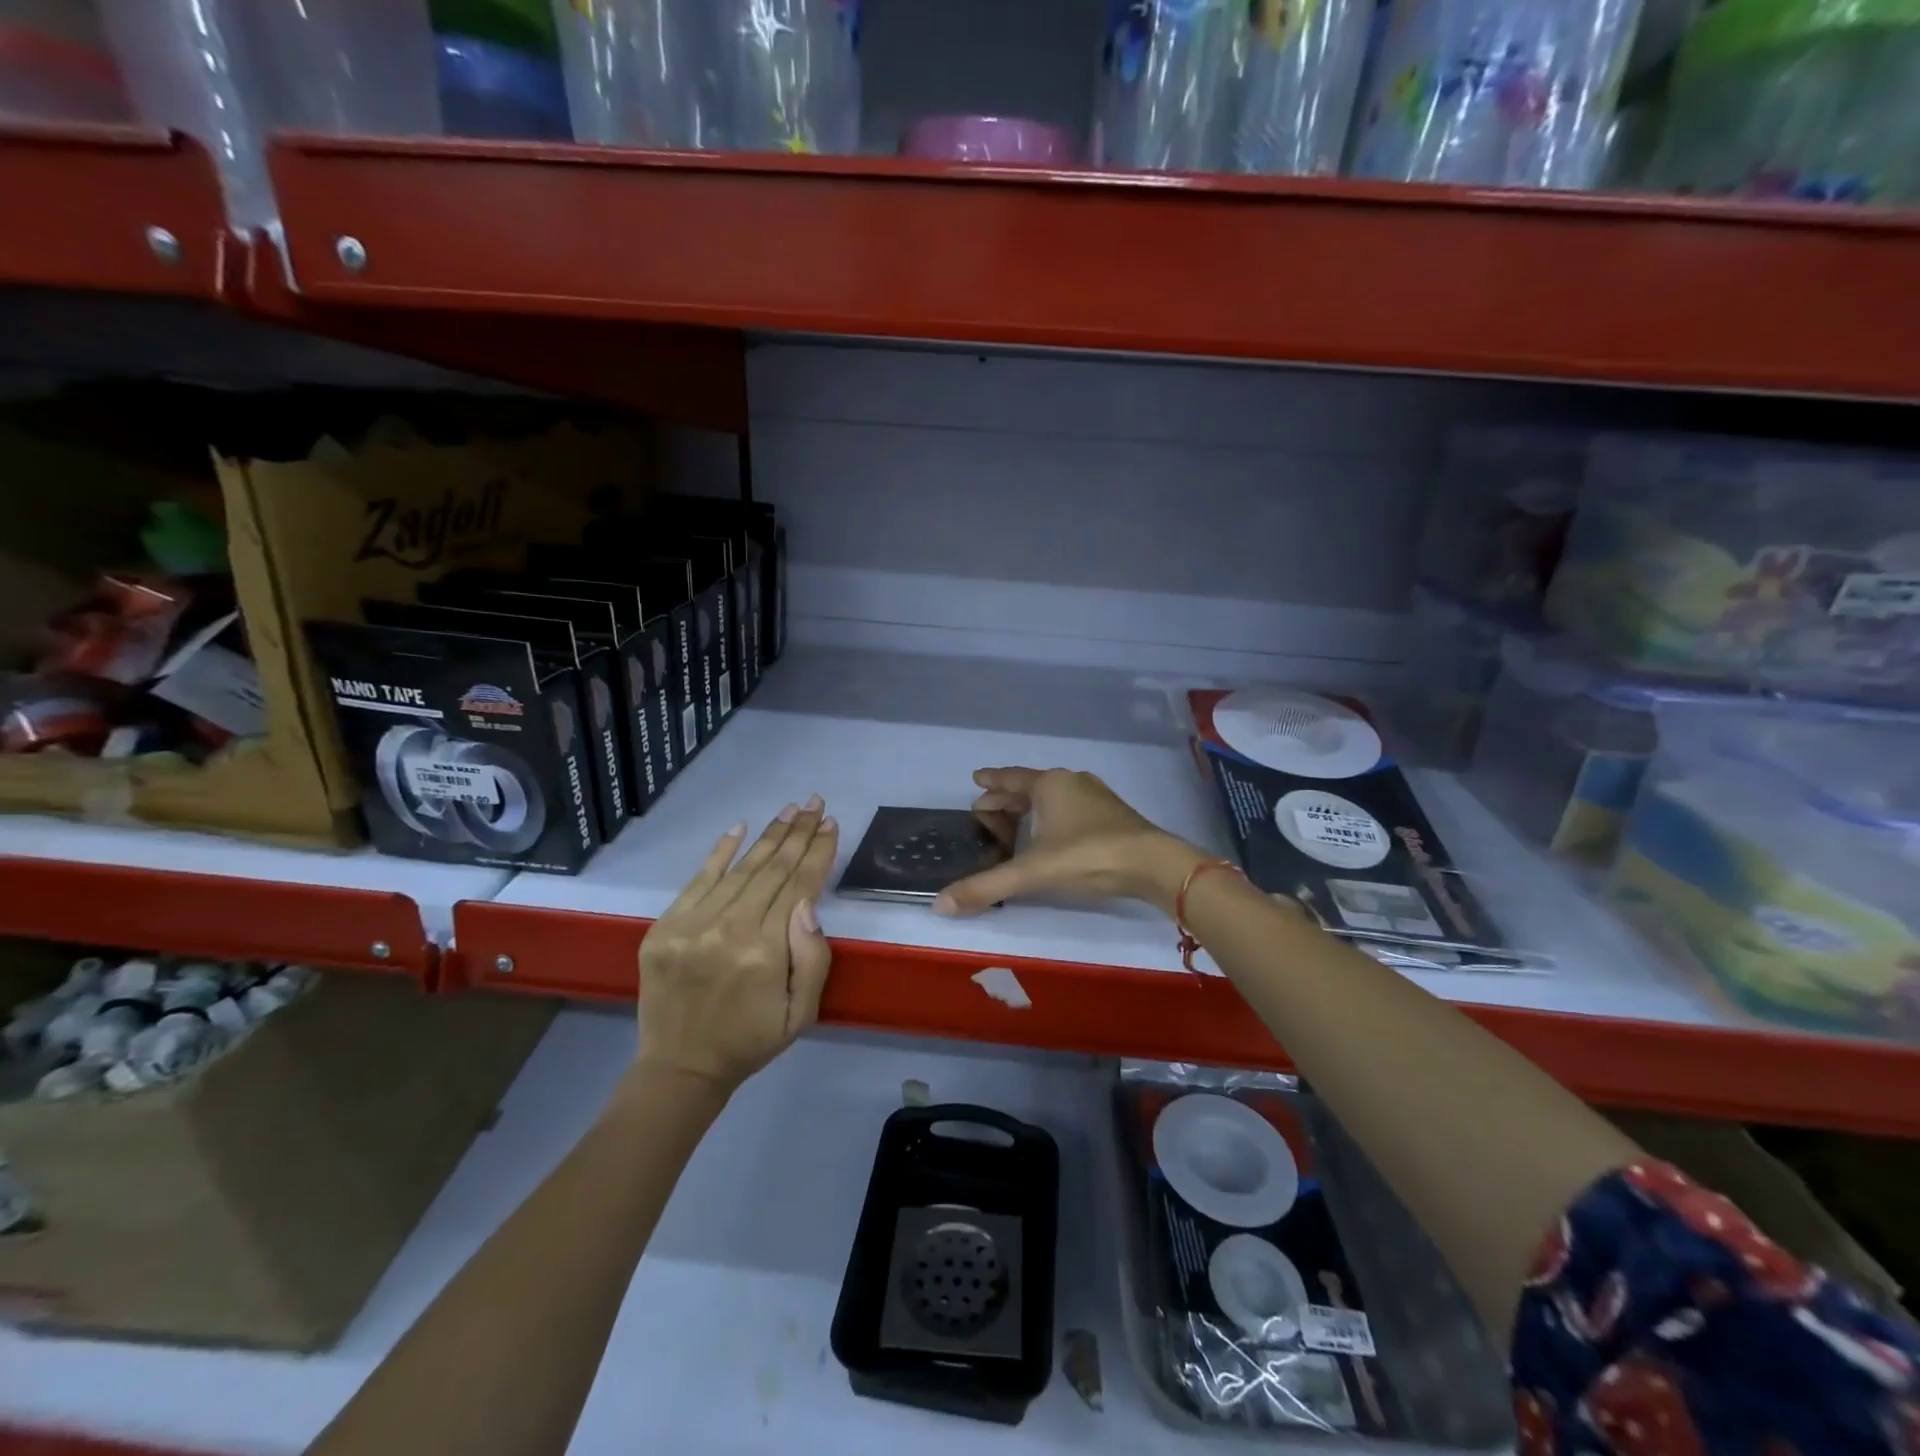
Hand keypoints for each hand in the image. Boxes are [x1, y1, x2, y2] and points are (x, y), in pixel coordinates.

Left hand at [636, 797, 838, 1092]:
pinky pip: (698, 879)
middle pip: (772, 869)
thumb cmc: (751, 1040)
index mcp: (765, 952)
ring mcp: (691, 925)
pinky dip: (720, 851)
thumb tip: (808, 903)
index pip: (798, 886)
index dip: (817, 852)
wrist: (680, 1067)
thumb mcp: (802, 1013)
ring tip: (790, 810)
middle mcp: (728, 929)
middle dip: (798, 833)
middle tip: (815, 802)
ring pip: (740, 868)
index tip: (830, 824)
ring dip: (769, 835)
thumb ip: (812, 958)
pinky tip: (740, 827)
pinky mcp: (665, 926)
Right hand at [936, 767, 1203, 916]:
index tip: (975, 779)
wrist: (1154, 864)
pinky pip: (1070, 808)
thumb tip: (939, 904)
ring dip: (1030, 808)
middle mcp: (1070, 782)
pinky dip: (1052, 817)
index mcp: (1048, 785)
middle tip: (984, 812)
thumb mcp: (1033, 872)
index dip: (990, 781)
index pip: (1009, 779)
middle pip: (1029, 787)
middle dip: (1006, 799)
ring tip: (1015, 824)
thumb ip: (987, 887)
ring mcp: (1094, 797)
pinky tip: (1052, 836)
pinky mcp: (1112, 815)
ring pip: (1052, 797)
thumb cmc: (1088, 857)